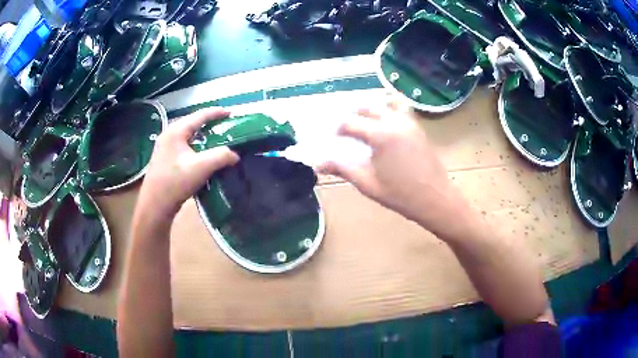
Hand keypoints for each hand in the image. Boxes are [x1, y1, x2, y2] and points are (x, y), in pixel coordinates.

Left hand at [138, 108, 239, 218]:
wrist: (155, 206)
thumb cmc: (175, 183)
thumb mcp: (201, 168)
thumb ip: (221, 156)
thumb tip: (235, 155)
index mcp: (176, 131)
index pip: (200, 115)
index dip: (217, 113)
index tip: (232, 113)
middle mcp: (169, 135)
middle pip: (193, 123)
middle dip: (210, 123)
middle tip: (226, 126)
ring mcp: (165, 147)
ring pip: (188, 136)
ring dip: (203, 136)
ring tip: (217, 140)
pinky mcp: (165, 159)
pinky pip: (184, 146)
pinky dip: (196, 146)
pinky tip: (203, 155)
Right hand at [318, 101, 469, 237]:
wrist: (436, 199)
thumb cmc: (400, 195)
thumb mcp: (368, 183)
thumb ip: (343, 169)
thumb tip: (319, 164)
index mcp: (380, 135)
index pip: (351, 123)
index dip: (339, 129)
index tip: (334, 138)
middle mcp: (395, 122)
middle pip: (369, 108)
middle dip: (354, 114)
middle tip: (347, 128)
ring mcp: (410, 123)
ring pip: (388, 104)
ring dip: (374, 108)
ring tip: (367, 121)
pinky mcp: (419, 129)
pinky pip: (402, 110)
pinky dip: (391, 110)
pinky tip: (387, 126)